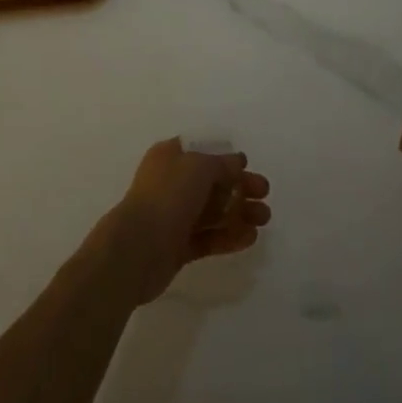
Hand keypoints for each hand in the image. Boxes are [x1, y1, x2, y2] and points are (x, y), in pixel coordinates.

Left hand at [100, 139, 271, 303]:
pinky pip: (208, 238)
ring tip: (264, 219)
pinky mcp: (178, 247)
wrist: (136, 249)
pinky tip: (249, 238)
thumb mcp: (198, 167)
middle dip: (239, 188)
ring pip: (212, 212)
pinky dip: (228, 236)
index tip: (248, 168)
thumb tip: (238, 161)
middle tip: (265, 196)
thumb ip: (221, 164)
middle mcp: (171, 184)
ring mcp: (174, 216)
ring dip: (239, 214)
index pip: (201, 153)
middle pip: (211, 184)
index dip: (225, 159)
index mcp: (169, 157)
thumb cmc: (167, 196)